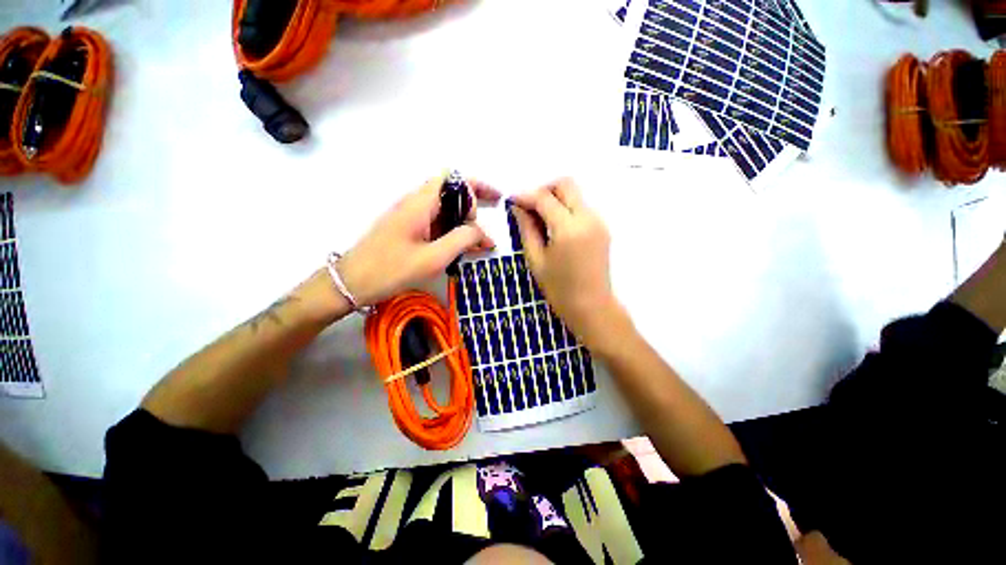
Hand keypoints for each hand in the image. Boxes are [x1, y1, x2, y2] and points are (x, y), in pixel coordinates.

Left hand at [338, 174, 500, 306]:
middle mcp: (416, 202)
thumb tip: (482, 232)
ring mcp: (410, 215)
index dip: (474, 191)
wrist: (351, 282)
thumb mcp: (433, 258)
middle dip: (474, 201)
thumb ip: (462, 240)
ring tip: (478, 242)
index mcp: (420, 203)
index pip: (454, 179)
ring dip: (464, 220)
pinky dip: (452, 230)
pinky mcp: (408, 228)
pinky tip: (459, 248)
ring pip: (445, 207)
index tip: (479, 218)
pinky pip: (436, 221)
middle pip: (451, 189)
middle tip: (489, 219)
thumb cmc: (391, 270)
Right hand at [510, 179, 623, 348]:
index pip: (545, 198)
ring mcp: (598, 222)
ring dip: (556, 199)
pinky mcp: (602, 228)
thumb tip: (518, 207)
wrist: (592, 307)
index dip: (526, 196)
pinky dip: (566, 209)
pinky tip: (555, 227)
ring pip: (575, 194)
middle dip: (544, 190)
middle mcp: (588, 218)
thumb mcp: (536, 260)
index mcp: (568, 228)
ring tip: (540, 220)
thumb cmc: (559, 289)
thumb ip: (527, 229)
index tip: (512, 201)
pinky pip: (582, 207)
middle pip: (566, 184)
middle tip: (529, 208)